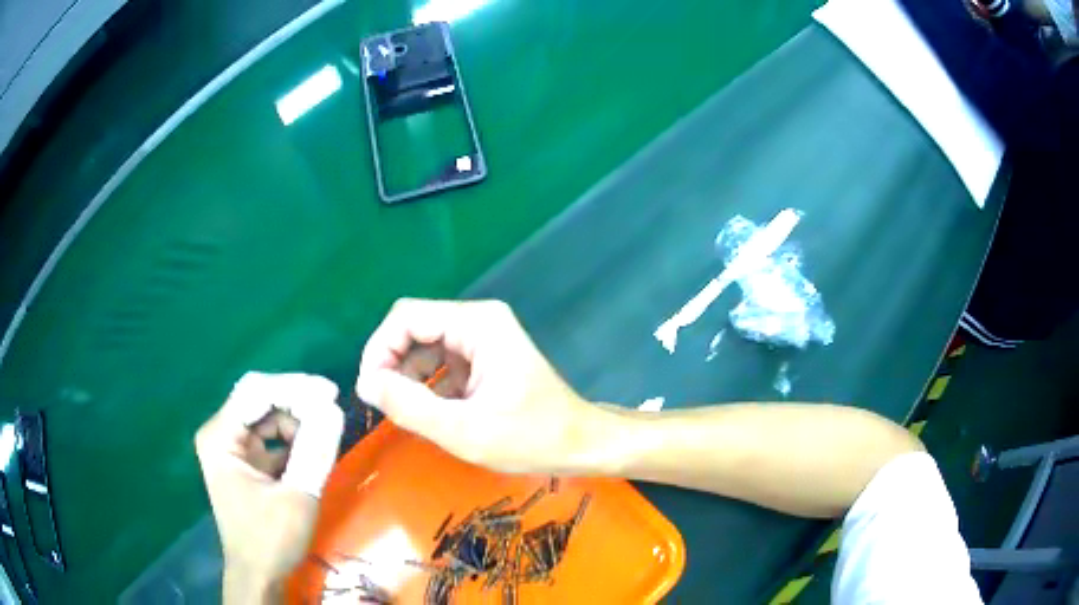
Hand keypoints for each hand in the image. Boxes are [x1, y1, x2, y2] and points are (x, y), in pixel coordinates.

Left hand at [195, 372, 343, 603]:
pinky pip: (271, 435)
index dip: (295, 388)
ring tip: (326, 433)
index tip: (331, 394)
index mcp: (220, 436)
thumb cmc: (271, 539)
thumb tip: (335, 408)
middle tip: (333, 409)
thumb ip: (315, 450)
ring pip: (268, 414)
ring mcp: (231, 445)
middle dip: (298, 401)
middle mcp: (221, 432)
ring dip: (298, 420)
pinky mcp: (244, 459)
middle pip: (260, 398)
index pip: (257, 392)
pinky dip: (293, 437)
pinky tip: (313, 448)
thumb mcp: (297, 495)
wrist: (258, 574)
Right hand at [356, 299, 600, 473]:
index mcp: (477, 324)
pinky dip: (428, 386)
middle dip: (392, 365)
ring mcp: (483, 339)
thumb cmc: (531, 438)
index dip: (379, 350)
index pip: (406, 318)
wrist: (580, 444)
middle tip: (384, 405)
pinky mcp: (485, 358)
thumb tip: (365, 383)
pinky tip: (432, 414)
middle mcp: (479, 321)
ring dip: (408, 377)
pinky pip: (442, 363)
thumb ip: (409, 406)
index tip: (370, 391)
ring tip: (406, 413)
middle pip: (414, 329)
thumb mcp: (464, 430)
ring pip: (425, 347)